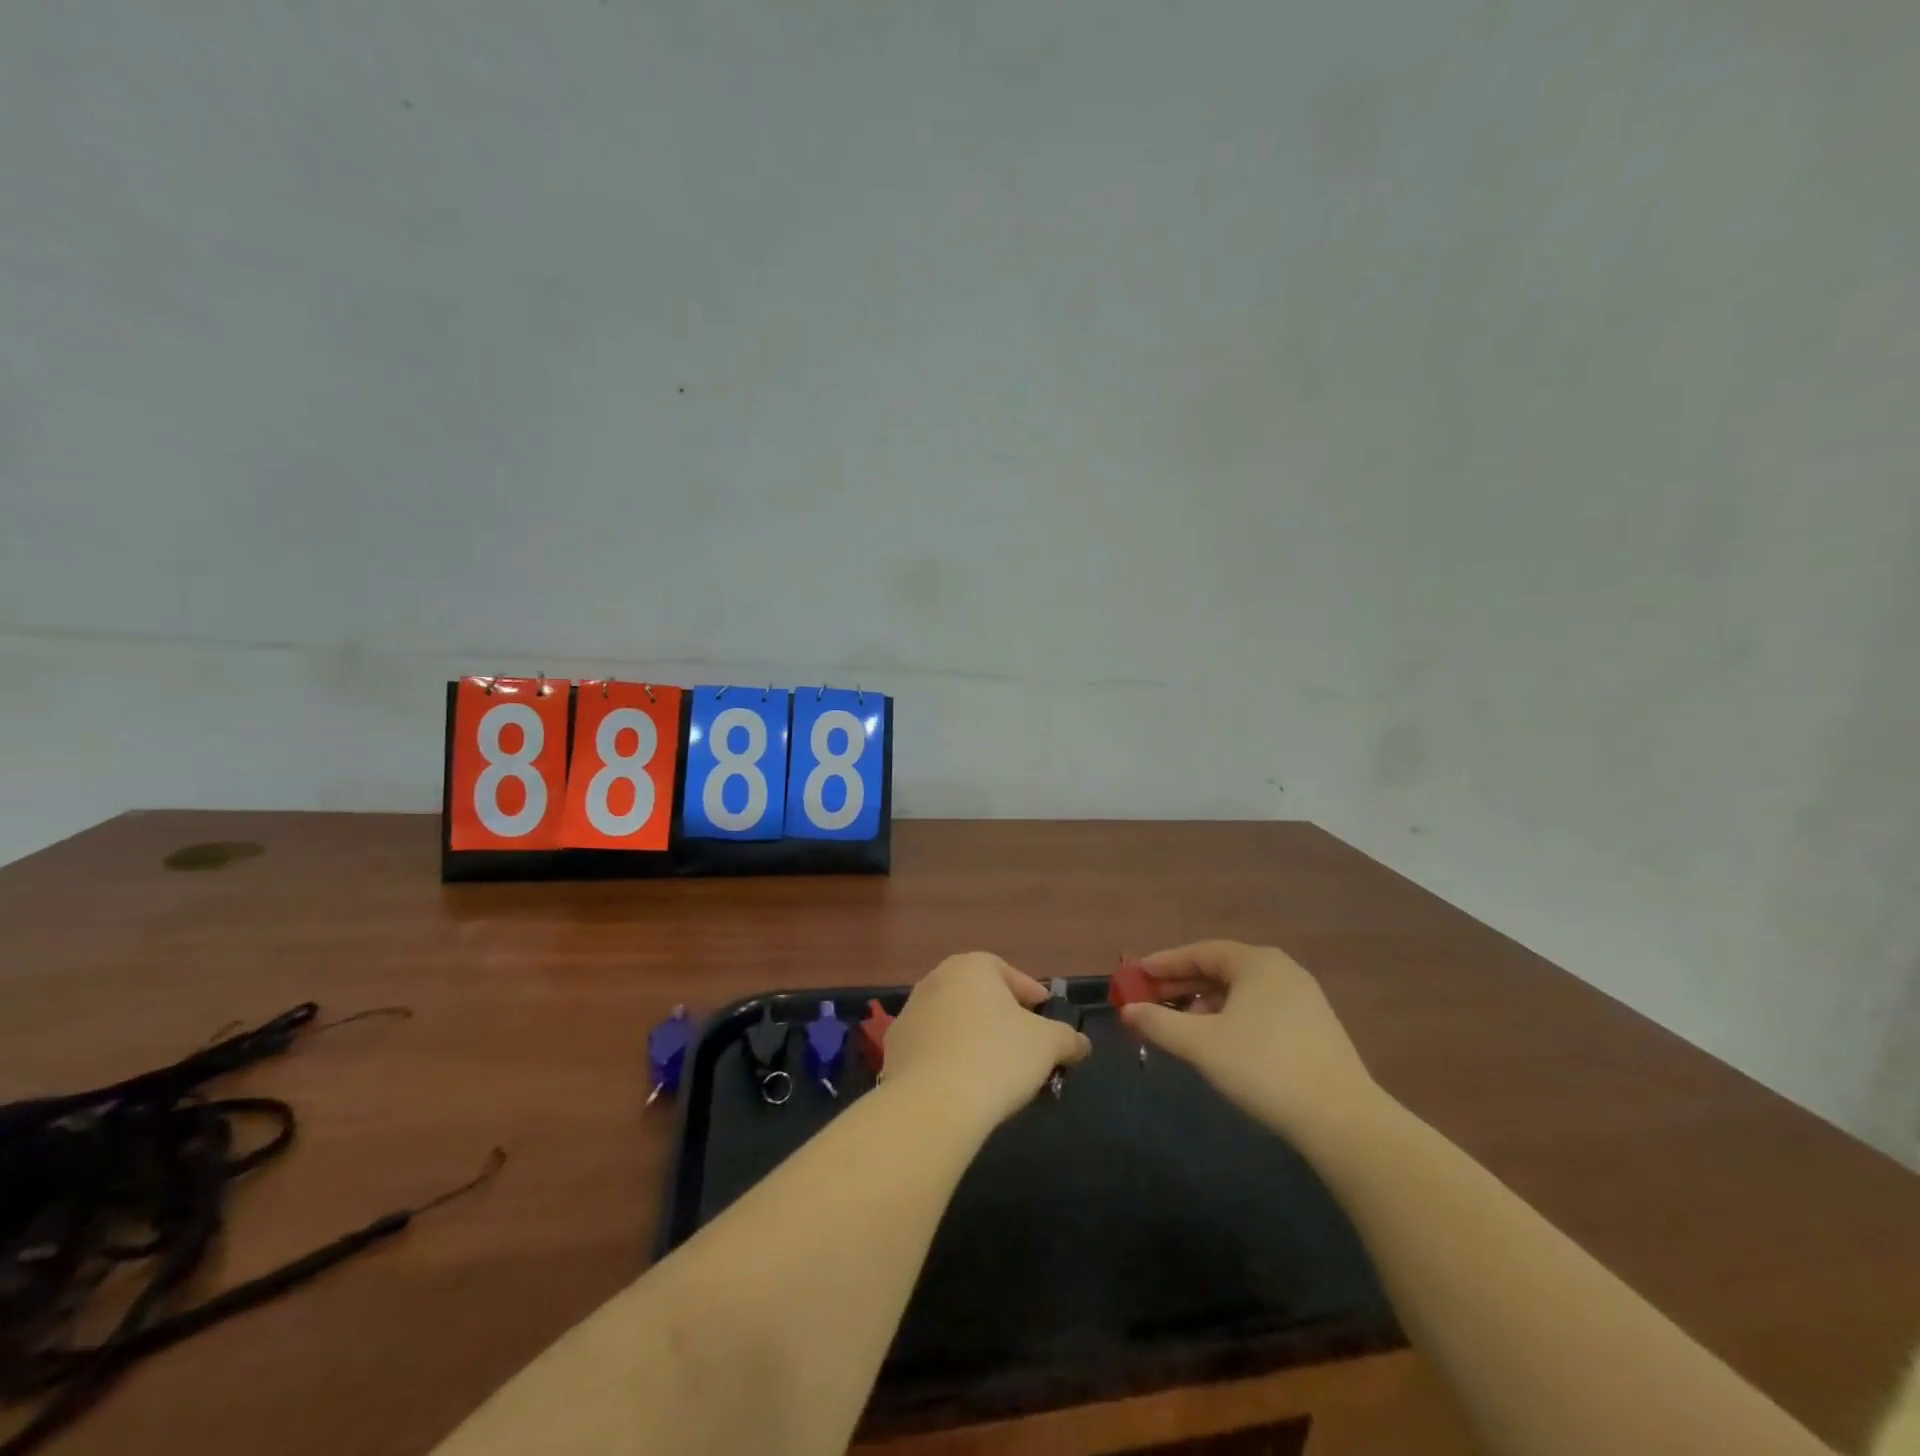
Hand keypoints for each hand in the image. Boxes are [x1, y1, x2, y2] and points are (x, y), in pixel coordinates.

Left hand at [882, 953, 1091, 1132]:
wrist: (933, 1103)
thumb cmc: (997, 1057)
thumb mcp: (1048, 1045)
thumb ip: (1067, 1038)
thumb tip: (1081, 1043)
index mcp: (971, 966)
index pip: (1008, 972)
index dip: (1031, 994)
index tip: (1045, 1015)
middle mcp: (935, 979)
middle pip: (977, 994)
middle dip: (1000, 1014)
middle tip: (1022, 1041)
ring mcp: (909, 1013)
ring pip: (951, 1019)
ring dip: (971, 1036)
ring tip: (993, 1068)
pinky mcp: (893, 1048)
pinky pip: (930, 1047)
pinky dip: (947, 1058)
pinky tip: (962, 1083)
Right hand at [1121, 940, 1378, 1147]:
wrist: (1342, 1121)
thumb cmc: (1263, 1067)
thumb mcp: (1201, 1044)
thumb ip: (1158, 1023)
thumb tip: (1127, 1010)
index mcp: (1257, 962)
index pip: (1200, 952)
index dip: (1164, 963)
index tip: (1135, 974)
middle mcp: (1282, 971)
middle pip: (1220, 970)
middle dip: (1182, 985)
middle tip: (1149, 1000)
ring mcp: (1303, 1000)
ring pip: (1240, 993)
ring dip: (1204, 1004)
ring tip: (1180, 1026)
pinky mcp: (1314, 1029)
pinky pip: (1259, 1010)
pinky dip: (1230, 1018)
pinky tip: (1218, 1043)